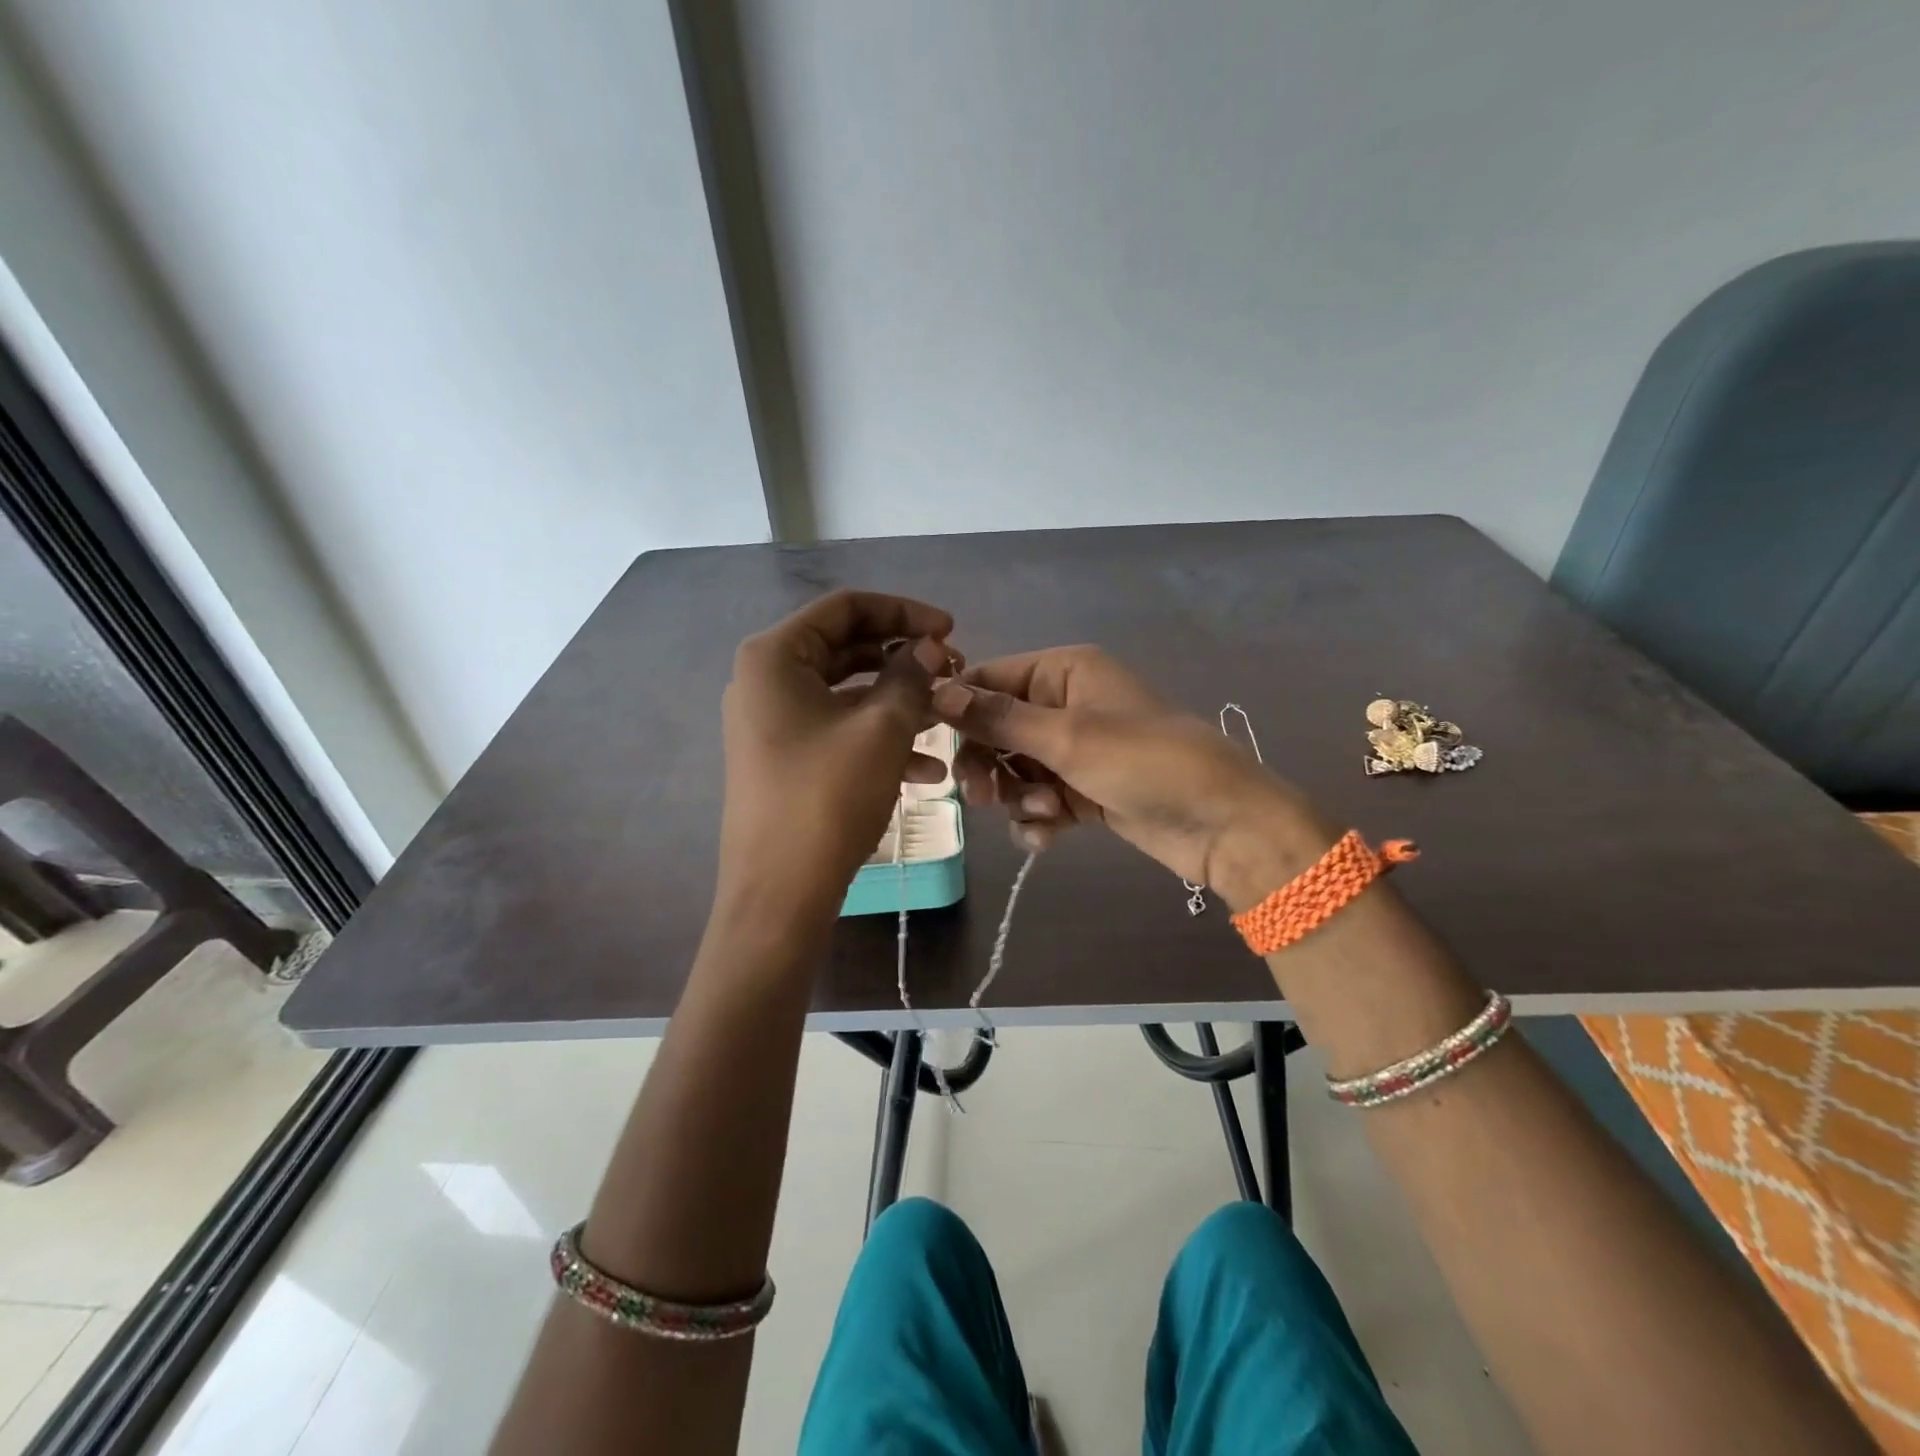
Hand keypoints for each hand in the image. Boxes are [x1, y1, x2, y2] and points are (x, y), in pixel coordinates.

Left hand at [718, 590, 955, 921]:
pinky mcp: (784, 758)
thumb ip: (910, 676)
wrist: (779, 895)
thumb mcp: (882, 730)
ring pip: (847, 693)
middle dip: (904, 659)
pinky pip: (838, 730)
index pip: (846, 608)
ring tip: (948, 720)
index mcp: (775, 657)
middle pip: (847, 648)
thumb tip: (928, 647)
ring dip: (900, 703)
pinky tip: (928, 769)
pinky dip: (880, 739)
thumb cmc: (827, 798)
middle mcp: (765, 680)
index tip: (951, 630)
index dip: (904, 612)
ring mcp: (772, 722)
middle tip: (952, 672)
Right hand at [932, 647, 1330, 904]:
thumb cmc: (1144, 762)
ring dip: (1018, 797)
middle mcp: (1066, 704)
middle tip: (984, 797)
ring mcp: (1075, 750)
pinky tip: (1050, 837)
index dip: (959, 711)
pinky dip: (1038, 819)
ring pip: (1014, 770)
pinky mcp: (1084, 791)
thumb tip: (935, 691)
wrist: (1221, 823)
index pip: (989, 680)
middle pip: (996, 730)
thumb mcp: (1067, 737)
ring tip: (1047, 814)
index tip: (935, 747)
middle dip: (989, 765)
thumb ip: (998, 718)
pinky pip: (1039, 799)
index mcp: (1064, 671)